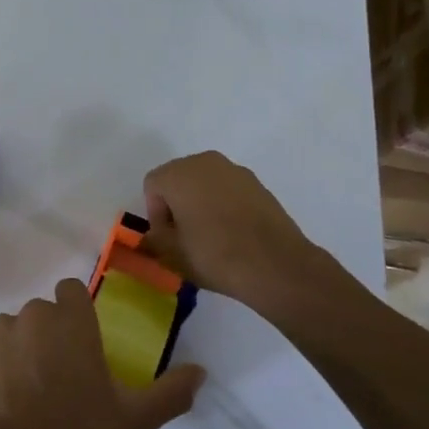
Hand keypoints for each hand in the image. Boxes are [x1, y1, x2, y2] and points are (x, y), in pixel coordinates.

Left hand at [0, 280, 204, 428]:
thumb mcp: (133, 420)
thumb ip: (170, 394)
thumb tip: (202, 371)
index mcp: (72, 320)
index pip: (71, 290)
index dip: (76, 312)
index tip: (80, 342)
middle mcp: (34, 313)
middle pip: (43, 310)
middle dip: (50, 333)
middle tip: (56, 374)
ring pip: (12, 324)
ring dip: (19, 343)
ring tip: (23, 385)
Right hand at [142, 151, 344, 303]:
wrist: (277, 266)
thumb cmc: (214, 255)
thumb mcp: (171, 254)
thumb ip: (153, 240)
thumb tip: (151, 237)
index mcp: (179, 173)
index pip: (152, 186)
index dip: (155, 214)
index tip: (168, 239)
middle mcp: (206, 162)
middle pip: (178, 180)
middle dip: (177, 205)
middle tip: (185, 237)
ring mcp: (236, 171)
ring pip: (205, 185)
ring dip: (201, 205)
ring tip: (211, 237)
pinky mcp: (259, 185)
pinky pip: (229, 192)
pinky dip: (224, 207)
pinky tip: (234, 235)